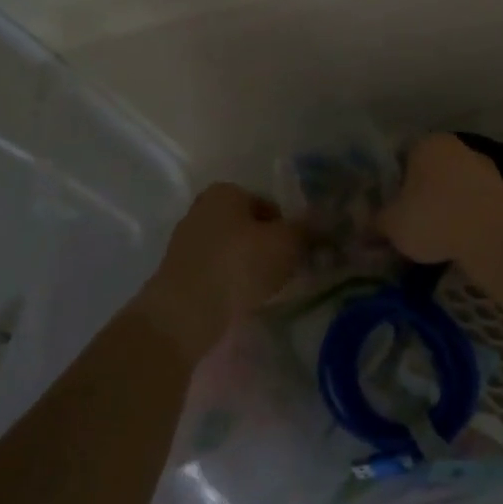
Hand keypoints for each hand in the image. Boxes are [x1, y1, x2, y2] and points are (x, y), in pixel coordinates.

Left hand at [136, 184, 305, 362]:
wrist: (186, 312)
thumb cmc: (240, 264)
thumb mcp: (286, 243)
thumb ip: (306, 230)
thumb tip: (323, 222)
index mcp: (225, 192)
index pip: (268, 205)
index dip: (287, 228)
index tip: (297, 252)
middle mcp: (201, 209)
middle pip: (248, 227)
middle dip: (266, 246)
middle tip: (283, 271)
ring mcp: (186, 241)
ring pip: (231, 250)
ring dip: (248, 266)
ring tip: (263, 289)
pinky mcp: (178, 272)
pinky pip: (215, 271)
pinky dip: (229, 282)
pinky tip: (240, 301)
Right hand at [378, 133, 502, 264]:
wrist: (495, 239)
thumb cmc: (434, 219)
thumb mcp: (391, 225)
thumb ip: (374, 222)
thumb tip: (364, 227)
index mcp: (426, 143)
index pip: (400, 156)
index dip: (390, 182)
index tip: (387, 205)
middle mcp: (456, 146)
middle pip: (429, 170)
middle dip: (418, 192)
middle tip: (407, 221)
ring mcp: (484, 167)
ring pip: (453, 185)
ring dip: (444, 204)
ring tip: (433, 236)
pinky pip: (474, 202)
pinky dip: (465, 216)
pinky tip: (458, 239)